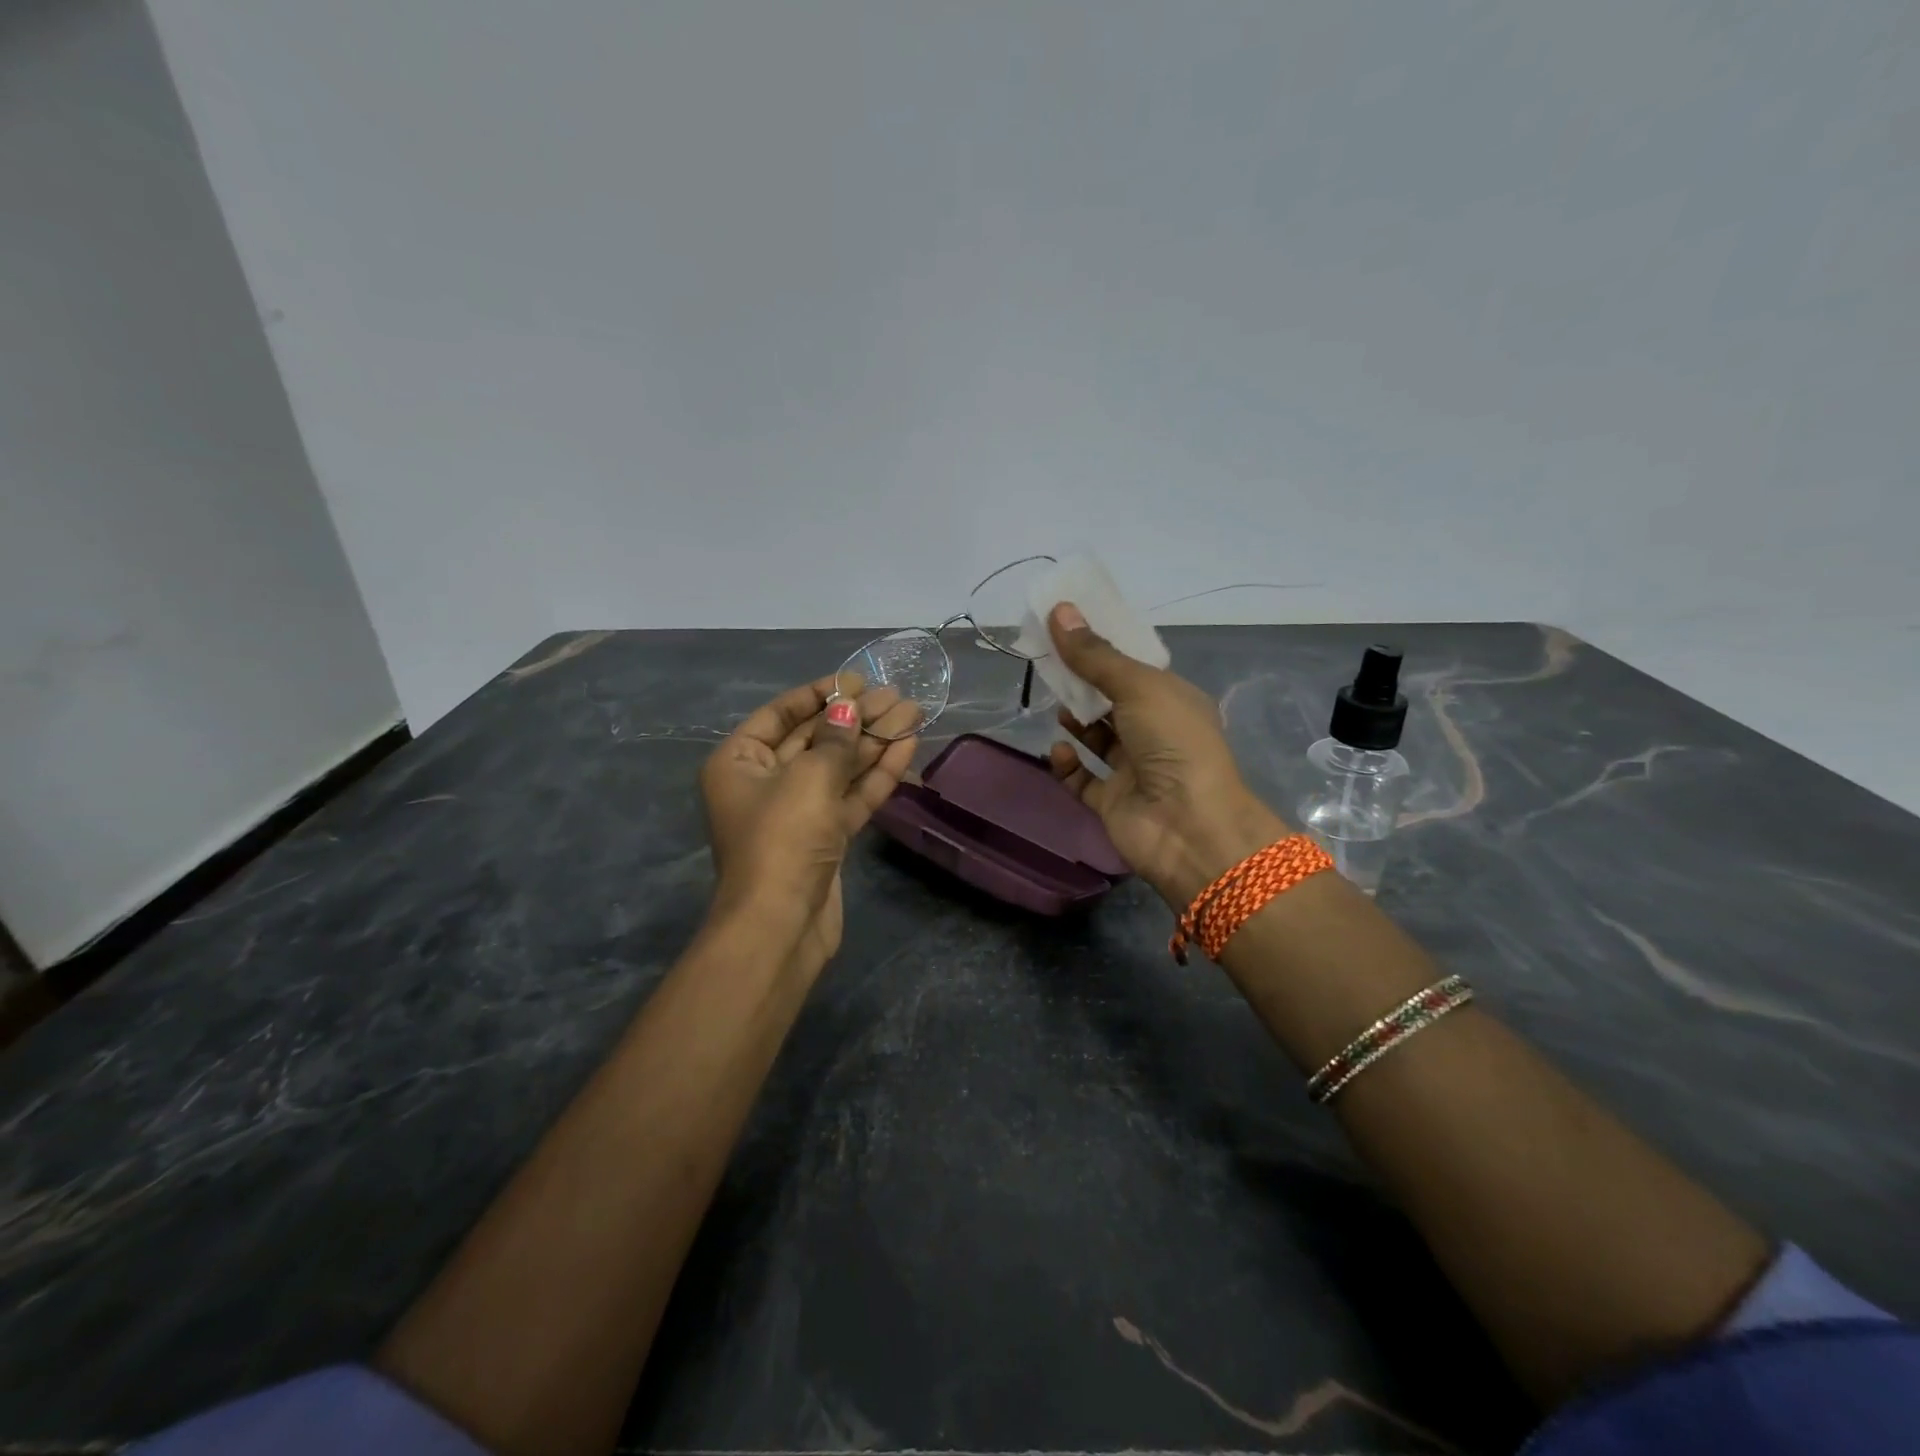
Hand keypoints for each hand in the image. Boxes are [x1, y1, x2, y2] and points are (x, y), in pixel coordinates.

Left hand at [700, 677, 918, 979]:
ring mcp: (796, 812)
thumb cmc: (783, 838)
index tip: (856, 680)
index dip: (819, 694)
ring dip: (873, 742)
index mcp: (739, 762)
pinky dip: (876, 774)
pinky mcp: (824, 837)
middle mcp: (764, 783)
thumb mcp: (809, 778)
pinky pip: (850, 796)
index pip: (780, 715)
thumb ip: (835, 739)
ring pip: (838, 768)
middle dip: (855, 718)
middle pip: (815, 740)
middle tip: (895, 695)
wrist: (781, 925)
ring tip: (912, 713)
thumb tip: (849, 707)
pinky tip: (906, 747)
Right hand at [1044, 604, 1287, 905]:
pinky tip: (1058, 750)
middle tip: (1050, 663)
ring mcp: (1133, 770)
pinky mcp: (1112, 802)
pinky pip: (1082, 780)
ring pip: (1097, 739)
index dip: (1102, 650)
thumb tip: (1059, 610)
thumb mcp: (1137, 687)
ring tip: (1056, 704)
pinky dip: (1067, 766)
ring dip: (1077, 721)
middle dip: (1084, 683)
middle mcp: (1155, 733)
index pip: (1134, 669)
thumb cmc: (1173, 743)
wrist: (1188, 827)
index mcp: (1173, 701)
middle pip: (1112, 701)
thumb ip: (1095, 655)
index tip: (1068, 631)